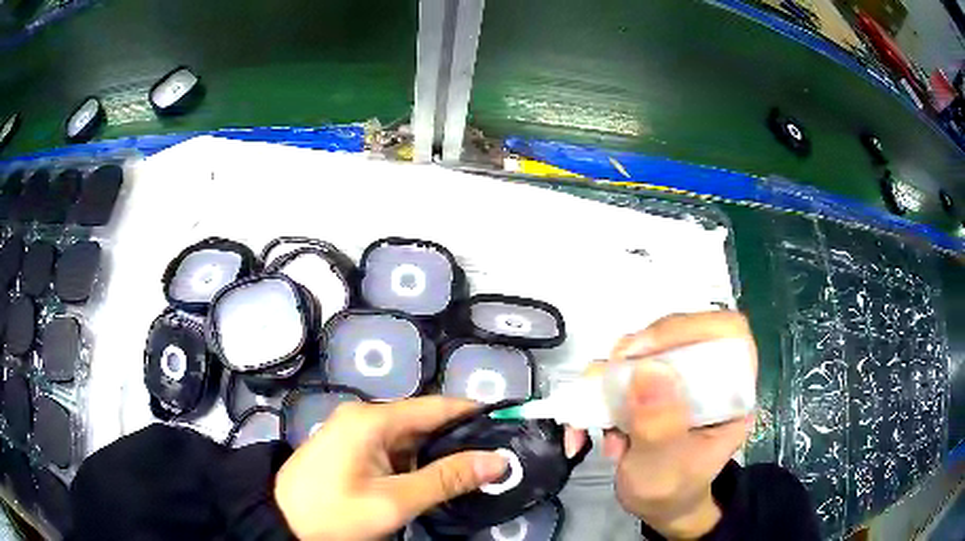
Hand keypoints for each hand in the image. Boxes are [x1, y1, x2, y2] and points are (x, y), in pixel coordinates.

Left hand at [274, 397, 508, 540]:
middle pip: (424, 421)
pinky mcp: (351, 449)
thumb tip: (498, 460)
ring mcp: (355, 432)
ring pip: (410, 438)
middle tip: (496, 460)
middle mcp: (364, 416)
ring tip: (474, 472)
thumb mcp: (394, 502)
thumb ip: (447, 479)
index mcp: (372, 418)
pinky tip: (435, 480)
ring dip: (438, 455)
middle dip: (459, 440)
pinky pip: (393, 449)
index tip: (509, 426)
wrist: (281, 523)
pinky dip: (416, 463)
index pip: (436, 407)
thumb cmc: (334, 513)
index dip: (474, 414)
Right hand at [565, 311, 757, 539]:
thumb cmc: (672, 491)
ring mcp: (680, 378)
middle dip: (637, 355)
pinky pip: (622, 370)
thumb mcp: (665, 468)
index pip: (727, 332)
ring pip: (645, 348)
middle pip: (678, 333)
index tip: (645, 351)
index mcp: (733, 391)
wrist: (659, 507)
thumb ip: (659, 425)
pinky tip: (591, 425)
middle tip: (609, 382)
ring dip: (611, 380)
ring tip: (600, 421)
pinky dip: (598, 392)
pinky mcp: (654, 385)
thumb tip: (648, 368)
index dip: (689, 328)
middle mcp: (710, 376)